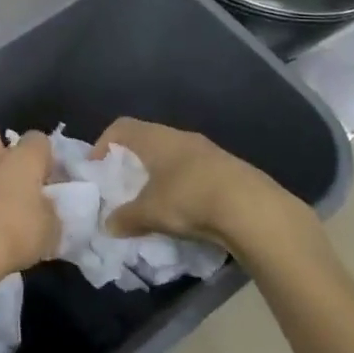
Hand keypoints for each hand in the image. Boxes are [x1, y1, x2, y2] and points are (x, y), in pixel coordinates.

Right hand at [95, 118, 307, 250]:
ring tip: (157, 199)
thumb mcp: (150, 213)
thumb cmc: (189, 199)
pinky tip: (189, 209)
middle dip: (134, 160)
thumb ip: (125, 218)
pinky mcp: (231, 169)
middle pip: (148, 138)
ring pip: (175, 155)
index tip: (98, 166)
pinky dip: (186, 185)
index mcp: (155, 139)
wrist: (255, 210)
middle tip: (125, 184)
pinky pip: (198, 171)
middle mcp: (180, 137)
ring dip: (162, 173)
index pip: (121, 127)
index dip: (104, 143)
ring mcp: (209, 151)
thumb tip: (108, 225)